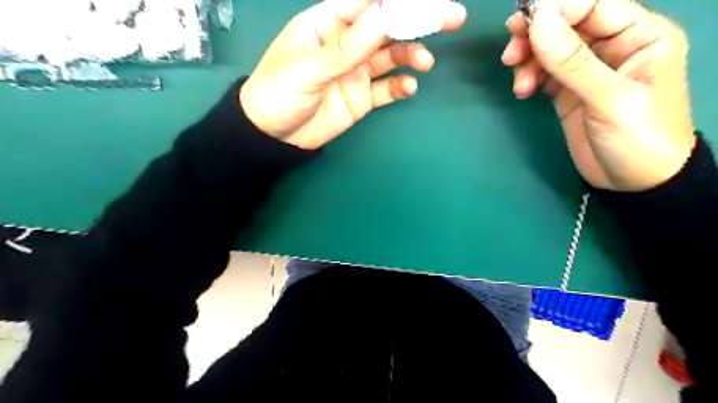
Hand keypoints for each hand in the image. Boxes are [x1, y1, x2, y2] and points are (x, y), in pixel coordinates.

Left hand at [238, 0, 468, 149]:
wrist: (274, 136)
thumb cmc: (278, 93)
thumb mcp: (308, 68)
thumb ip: (347, 46)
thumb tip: (385, 14)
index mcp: (328, 24)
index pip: (368, 3)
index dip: (397, 1)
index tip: (426, 3)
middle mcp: (347, 44)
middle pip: (387, 26)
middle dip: (417, 20)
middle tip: (451, 18)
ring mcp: (356, 71)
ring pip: (391, 57)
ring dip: (410, 55)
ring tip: (424, 63)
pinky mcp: (361, 97)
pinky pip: (386, 89)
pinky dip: (400, 86)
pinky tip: (409, 87)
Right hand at [504, 0, 695, 189]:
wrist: (635, 183)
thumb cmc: (639, 138)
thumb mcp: (610, 99)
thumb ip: (573, 61)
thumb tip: (538, 22)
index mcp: (639, 35)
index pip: (593, 5)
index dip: (556, 10)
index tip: (522, 24)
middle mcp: (612, 47)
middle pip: (566, 25)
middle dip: (535, 36)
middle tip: (510, 53)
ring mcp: (587, 71)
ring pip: (550, 50)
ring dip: (528, 61)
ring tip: (519, 85)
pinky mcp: (568, 92)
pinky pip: (543, 74)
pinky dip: (529, 78)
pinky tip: (523, 91)